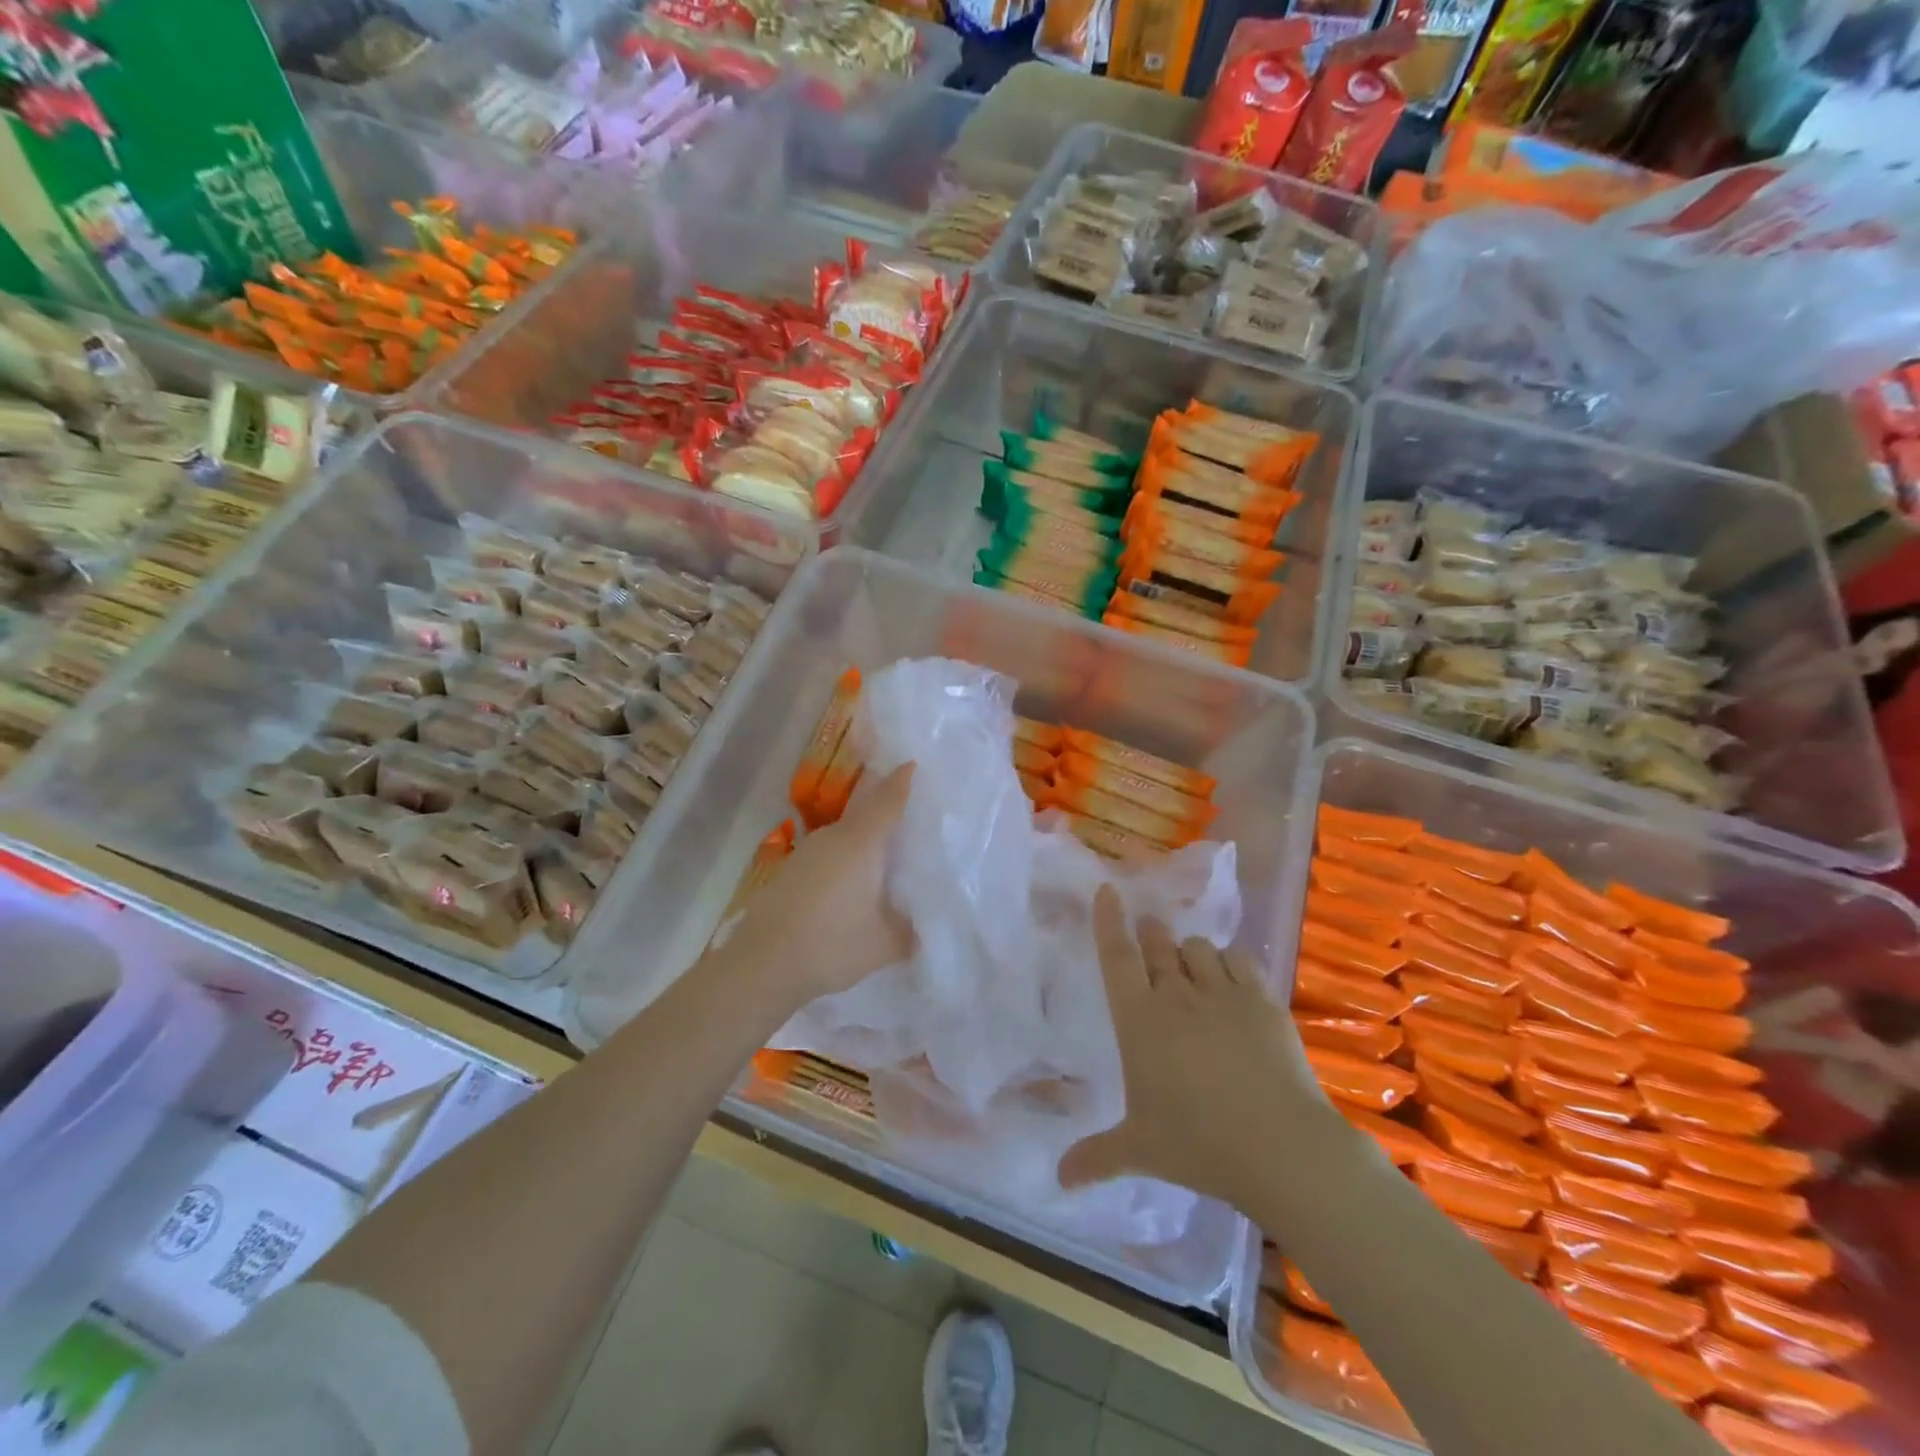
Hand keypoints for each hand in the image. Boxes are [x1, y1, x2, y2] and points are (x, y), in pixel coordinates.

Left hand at [723, 763, 915, 1009]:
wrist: (762, 964)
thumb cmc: (832, 944)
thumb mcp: (884, 944)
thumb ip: (908, 931)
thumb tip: (919, 928)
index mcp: (861, 842)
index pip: (887, 801)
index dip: (901, 782)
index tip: (912, 764)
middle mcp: (832, 838)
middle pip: (863, 813)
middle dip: (883, 811)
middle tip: (907, 819)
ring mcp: (805, 854)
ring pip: (842, 837)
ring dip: (861, 842)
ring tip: (881, 859)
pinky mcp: (787, 873)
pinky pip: (825, 857)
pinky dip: (842, 863)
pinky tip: (847, 888)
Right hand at [1060, 885, 1338, 1213]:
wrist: (1281, 1147)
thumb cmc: (1198, 1144)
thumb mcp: (1140, 1150)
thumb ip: (1096, 1157)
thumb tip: (1058, 1179)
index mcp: (1139, 1020)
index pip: (1116, 956)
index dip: (1109, 921)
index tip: (1108, 890)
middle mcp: (1176, 995)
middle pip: (1158, 944)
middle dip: (1150, 932)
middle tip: (1149, 931)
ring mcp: (1223, 993)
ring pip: (1198, 948)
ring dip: (1188, 951)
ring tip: (1190, 965)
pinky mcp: (1263, 1000)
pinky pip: (1239, 960)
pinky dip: (1229, 961)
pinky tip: (1230, 976)